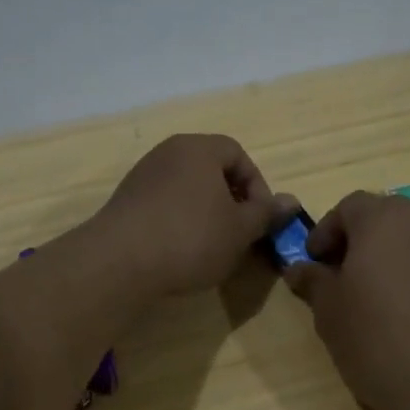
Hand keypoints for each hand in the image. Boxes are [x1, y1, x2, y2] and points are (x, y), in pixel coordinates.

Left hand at [94, 135, 292, 295]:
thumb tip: (291, 201)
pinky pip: (163, 205)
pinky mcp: (125, 201)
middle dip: (231, 201)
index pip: (238, 154)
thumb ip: (266, 213)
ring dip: (205, 213)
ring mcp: (142, 176)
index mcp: (199, 148)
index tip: (259, 219)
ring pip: (187, 189)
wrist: (119, 262)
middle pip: (211, 170)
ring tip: (211, 247)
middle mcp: (168, 152)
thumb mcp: (240, 230)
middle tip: (239, 233)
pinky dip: (178, 222)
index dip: (257, 186)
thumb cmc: (191, 238)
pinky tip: (179, 252)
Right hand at [283, 191, 409, 409]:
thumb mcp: (330, 313)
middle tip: (341, 275)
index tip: (314, 262)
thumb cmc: (380, 341)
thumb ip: (314, 282)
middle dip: (359, 239)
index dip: (326, 231)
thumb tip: (300, 268)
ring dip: (389, 256)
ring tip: (373, 297)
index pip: (349, 206)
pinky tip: (407, 314)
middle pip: (385, 215)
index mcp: (383, 220)